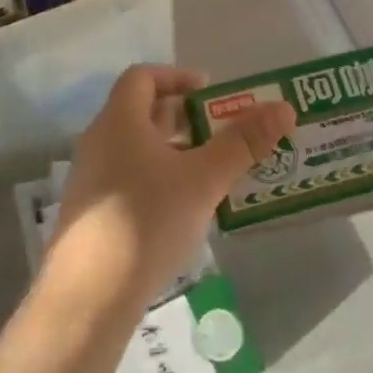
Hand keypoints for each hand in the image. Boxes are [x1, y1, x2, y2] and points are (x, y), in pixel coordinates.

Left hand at [50, 65, 294, 303]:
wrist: (88, 296)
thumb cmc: (147, 220)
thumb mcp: (203, 180)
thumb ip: (243, 143)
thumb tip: (283, 108)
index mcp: (119, 121)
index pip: (142, 77)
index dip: (177, 76)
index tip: (210, 93)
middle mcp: (99, 142)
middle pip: (142, 113)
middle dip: (184, 118)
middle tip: (222, 132)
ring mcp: (91, 180)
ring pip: (137, 150)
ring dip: (174, 152)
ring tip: (212, 172)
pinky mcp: (92, 214)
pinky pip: (129, 180)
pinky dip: (158, 180)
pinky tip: (183, 211)